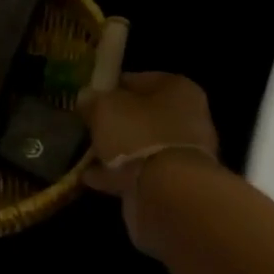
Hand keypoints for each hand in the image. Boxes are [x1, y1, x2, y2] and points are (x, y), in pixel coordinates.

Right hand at [78, 72, 221, 250]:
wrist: (167, 194)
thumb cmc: (138, 135)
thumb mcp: (105, 108)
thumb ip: (93, 100)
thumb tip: (86, 98)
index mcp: (179, 89)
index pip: (141, 79)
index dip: (113, 86)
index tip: (90, 97)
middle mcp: (188, 118)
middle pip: (143, 114)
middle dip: (116, 121)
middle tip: (88, 126)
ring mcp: (183, 153)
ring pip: (142, 145)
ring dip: (116, 150)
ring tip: (85, 154)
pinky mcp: (175, 183)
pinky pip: (140, 172)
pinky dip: (118, 174)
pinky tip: (91, 177)